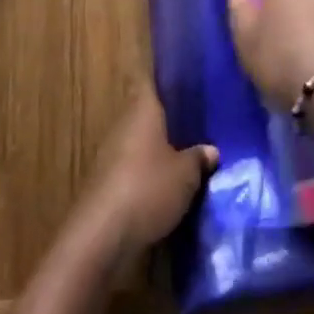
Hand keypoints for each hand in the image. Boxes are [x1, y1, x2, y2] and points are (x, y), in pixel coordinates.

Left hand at [76, 79, 217, 264]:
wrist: (102, 235)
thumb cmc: (148, 189)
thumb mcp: (186, 174)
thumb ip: (199, 157)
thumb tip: (211, 149)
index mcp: (142, 111)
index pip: (152, 82)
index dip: (169, 79)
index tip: (189, 78)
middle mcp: (124, 126)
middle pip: (148, 113)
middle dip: (171, 118)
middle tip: (200, 121)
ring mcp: (112, 154)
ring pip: (142, 142)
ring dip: (161, 148)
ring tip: (191, 153)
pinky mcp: (108, 182)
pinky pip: (135, 167)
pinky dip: (151, 171)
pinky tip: (171, 183)